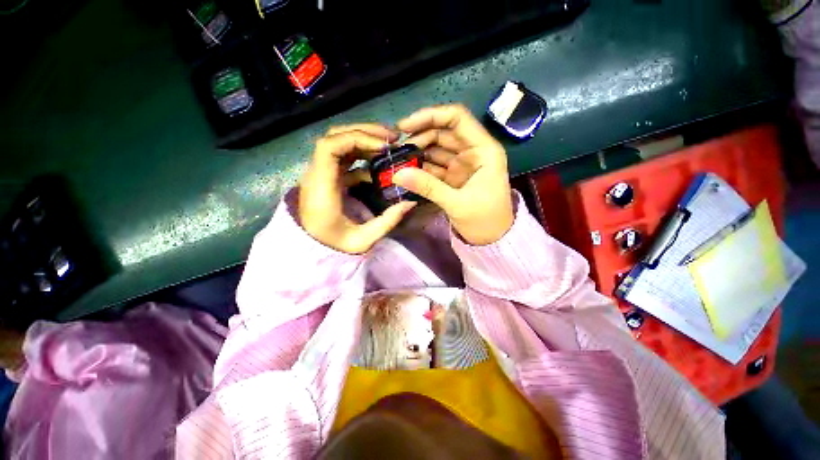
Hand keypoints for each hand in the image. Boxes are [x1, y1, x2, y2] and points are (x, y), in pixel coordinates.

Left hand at [299, 124, 416, 253]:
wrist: (309, 249)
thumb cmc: (332, 246)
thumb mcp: (362, 240)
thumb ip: (387, 222)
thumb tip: (410, 203)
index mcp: (321, 187)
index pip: (329, 146)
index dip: (357, 138)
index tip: (383, 147)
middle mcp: (317, 173)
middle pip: (336, 136)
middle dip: (366, 132)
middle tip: (393, 138)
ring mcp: (321, 173)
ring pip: (340, 142)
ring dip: (366, 140)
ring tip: (389, 145)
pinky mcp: (328, 176)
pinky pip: (345, 157)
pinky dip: (363, 155)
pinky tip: (378, 165)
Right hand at [393, 105, 513, 244]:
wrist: (493, 240)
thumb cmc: (485, 220)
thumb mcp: (457, 203)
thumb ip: (428, 187)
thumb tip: (397, 174)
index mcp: (484, 150)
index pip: (457, 119)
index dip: (430, 116)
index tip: (405, 126)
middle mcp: (473, 152)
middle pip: (443, 133)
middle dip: (419, 137)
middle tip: (397, 149)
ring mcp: (462, 164)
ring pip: (437, 149)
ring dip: (418, 152)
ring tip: (398, 160)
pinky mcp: (454, 177)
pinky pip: (435, 166)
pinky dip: (421, 167)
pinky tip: (407, 171)